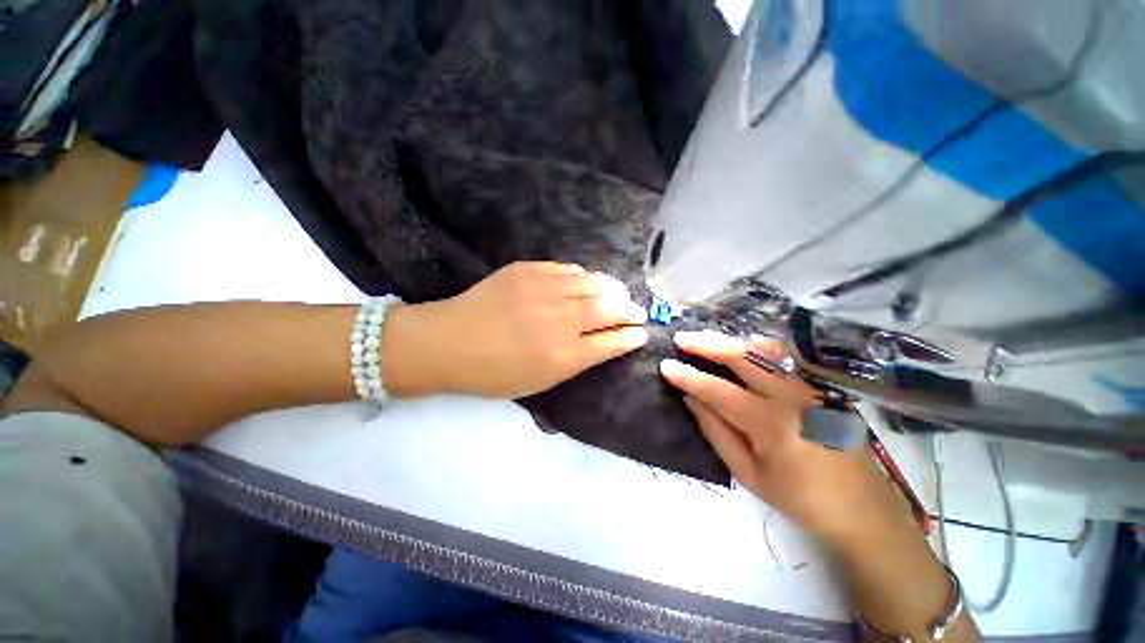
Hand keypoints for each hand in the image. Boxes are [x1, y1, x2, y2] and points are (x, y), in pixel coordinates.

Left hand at [384, 262, 648, 398]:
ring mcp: (543, 290)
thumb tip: (602, 342)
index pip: (613, 342)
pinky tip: (585, 281)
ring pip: (593, 283)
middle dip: (630, 310)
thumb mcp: (539, 381)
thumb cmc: (493, 373)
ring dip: (612, 289)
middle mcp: (560, 320)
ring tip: (617, 293)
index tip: (641, 333)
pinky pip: (567, 269)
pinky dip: (582, 276)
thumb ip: (575, 361)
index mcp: (563, 355)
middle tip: (636, 311)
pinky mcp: (527, 270)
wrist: (447, 342)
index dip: (631, 337)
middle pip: (610, 308)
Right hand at [660, 331, 906, 542]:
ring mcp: (812, 388)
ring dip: (731, 342)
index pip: (719, 391)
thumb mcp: (748, 474)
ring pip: (765, 350)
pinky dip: (755, 349)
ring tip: (706, 342)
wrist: (864, 510)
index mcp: (772, 425)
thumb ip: (716, 431)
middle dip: (707, 344)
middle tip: (681, 339)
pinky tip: (741, 351)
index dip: (689, 376)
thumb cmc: (800, 500)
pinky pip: (784, 358)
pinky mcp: (822, 387)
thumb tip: (691, 398)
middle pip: (743, 357)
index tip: (665, 365)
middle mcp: (794, 398)